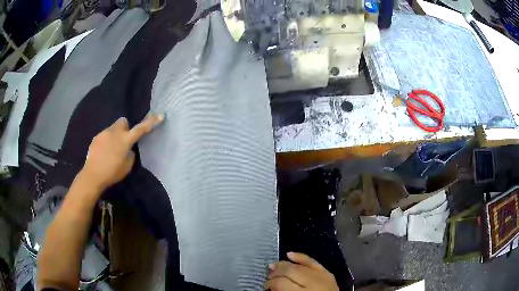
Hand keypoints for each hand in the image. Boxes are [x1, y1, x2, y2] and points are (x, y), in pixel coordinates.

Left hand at [80, 113, 163, 190]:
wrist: (93, 175)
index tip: (160, 115)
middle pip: (123, 121)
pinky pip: (104, 135)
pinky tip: (103, 153)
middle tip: (124, 139)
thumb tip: (129, 149)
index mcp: (125, 140)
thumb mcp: (127, 167)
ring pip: (113, 129)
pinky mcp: (96, 137)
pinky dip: (106, 141)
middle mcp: (115, 132)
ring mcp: (104, 133)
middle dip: (125, 128)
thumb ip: (131, 155)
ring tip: (111, 150)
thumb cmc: (112, 172)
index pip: (141, 129)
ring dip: (115, 136)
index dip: (150, 122)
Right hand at [265, 252, 338, 290]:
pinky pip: (313, 261)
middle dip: (275, 273)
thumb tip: (271, 286)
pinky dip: (301, 257)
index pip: (281, 283)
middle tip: (268, 277)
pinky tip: (289, 254)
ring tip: (273, 266)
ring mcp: (322, 276)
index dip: (270, 283)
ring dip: (284, 264)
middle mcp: (313, 283)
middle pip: (289, 272)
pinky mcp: (328, 273)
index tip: (265, 286)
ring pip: (299, 265)